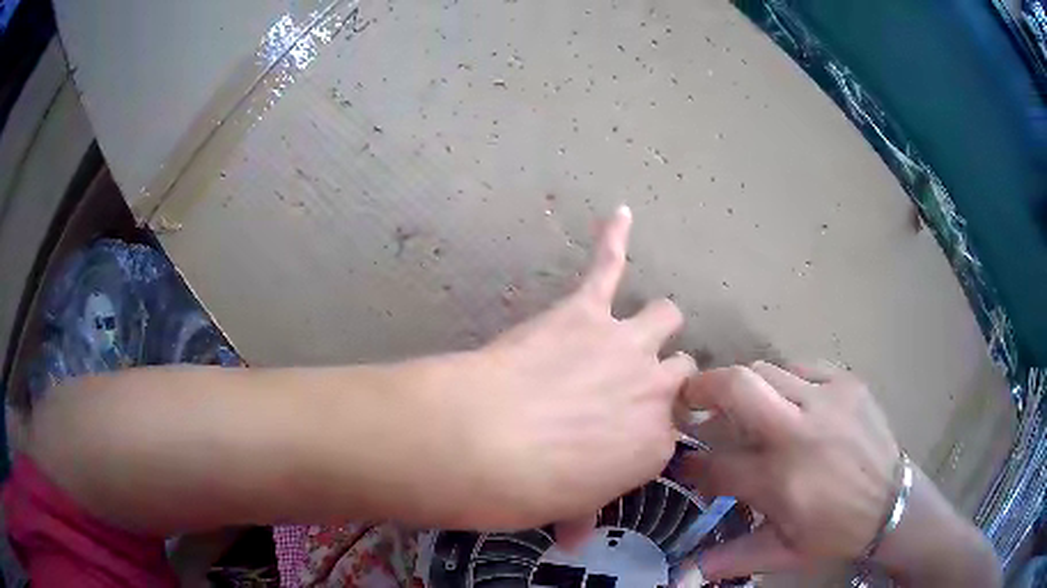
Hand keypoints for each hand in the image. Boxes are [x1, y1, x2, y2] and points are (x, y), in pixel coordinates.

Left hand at [451, 206, 695, 528]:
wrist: (485, 445)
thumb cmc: (529, 489)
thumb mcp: (567, 509)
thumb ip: (581, 516)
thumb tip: (575, 539)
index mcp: (658, 443)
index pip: (677, 428)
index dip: (657, 428)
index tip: (637, 433)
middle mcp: (656, 389)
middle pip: (686, 367)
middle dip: (669, 372)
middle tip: (640, 382)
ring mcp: (625, 344)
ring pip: (666, 316)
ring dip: (656, 324)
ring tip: (639, 327)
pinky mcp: (584, 311)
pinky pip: (608, 264)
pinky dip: (614, 239)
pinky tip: (622, 213)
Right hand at [676, 361, 900, 579]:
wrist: (892, 503)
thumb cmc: (835, 533)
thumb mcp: (783, 553)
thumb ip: (732, 558)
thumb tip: (681, 574)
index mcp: (779, 481)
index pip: (715, 463)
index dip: (691, 463)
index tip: (684, 462)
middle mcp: (798, 432)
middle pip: (736, 387)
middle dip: (702, 388)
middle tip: (690, 399)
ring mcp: (826, 400)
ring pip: (765, 370)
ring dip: (743, 386)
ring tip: (743, 406)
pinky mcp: (847, 382)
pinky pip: (801, 367)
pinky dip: (784, 380)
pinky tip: (790, 401)